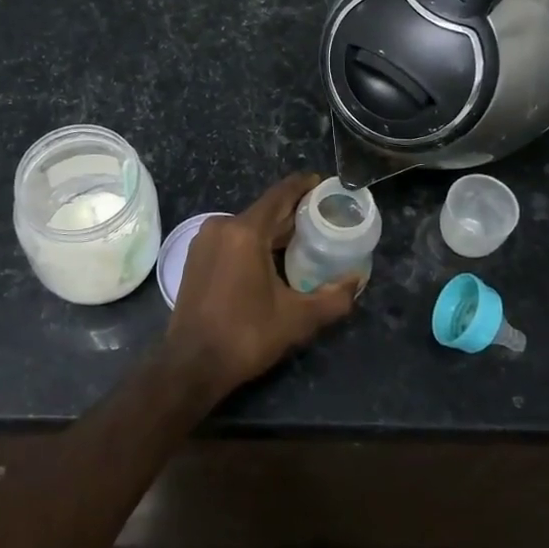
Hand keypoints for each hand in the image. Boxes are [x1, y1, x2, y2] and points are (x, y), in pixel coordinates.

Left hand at [166, 173, 360, 396]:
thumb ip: (333, 298)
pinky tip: (271, 259)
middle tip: (322, 220)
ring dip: (273, 231)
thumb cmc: (245, 336)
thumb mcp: (297, 319)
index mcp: (245, 231)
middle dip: (293, 214)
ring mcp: (204, 240)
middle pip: (265, 211)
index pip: (280, 195)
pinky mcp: (195, 256)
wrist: (192, 364)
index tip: (324, 184)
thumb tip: (356, 281)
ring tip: (302, 240)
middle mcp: (221, 226)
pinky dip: (253, 242)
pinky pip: (231, 238)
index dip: (303, 186)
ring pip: (247, 225)